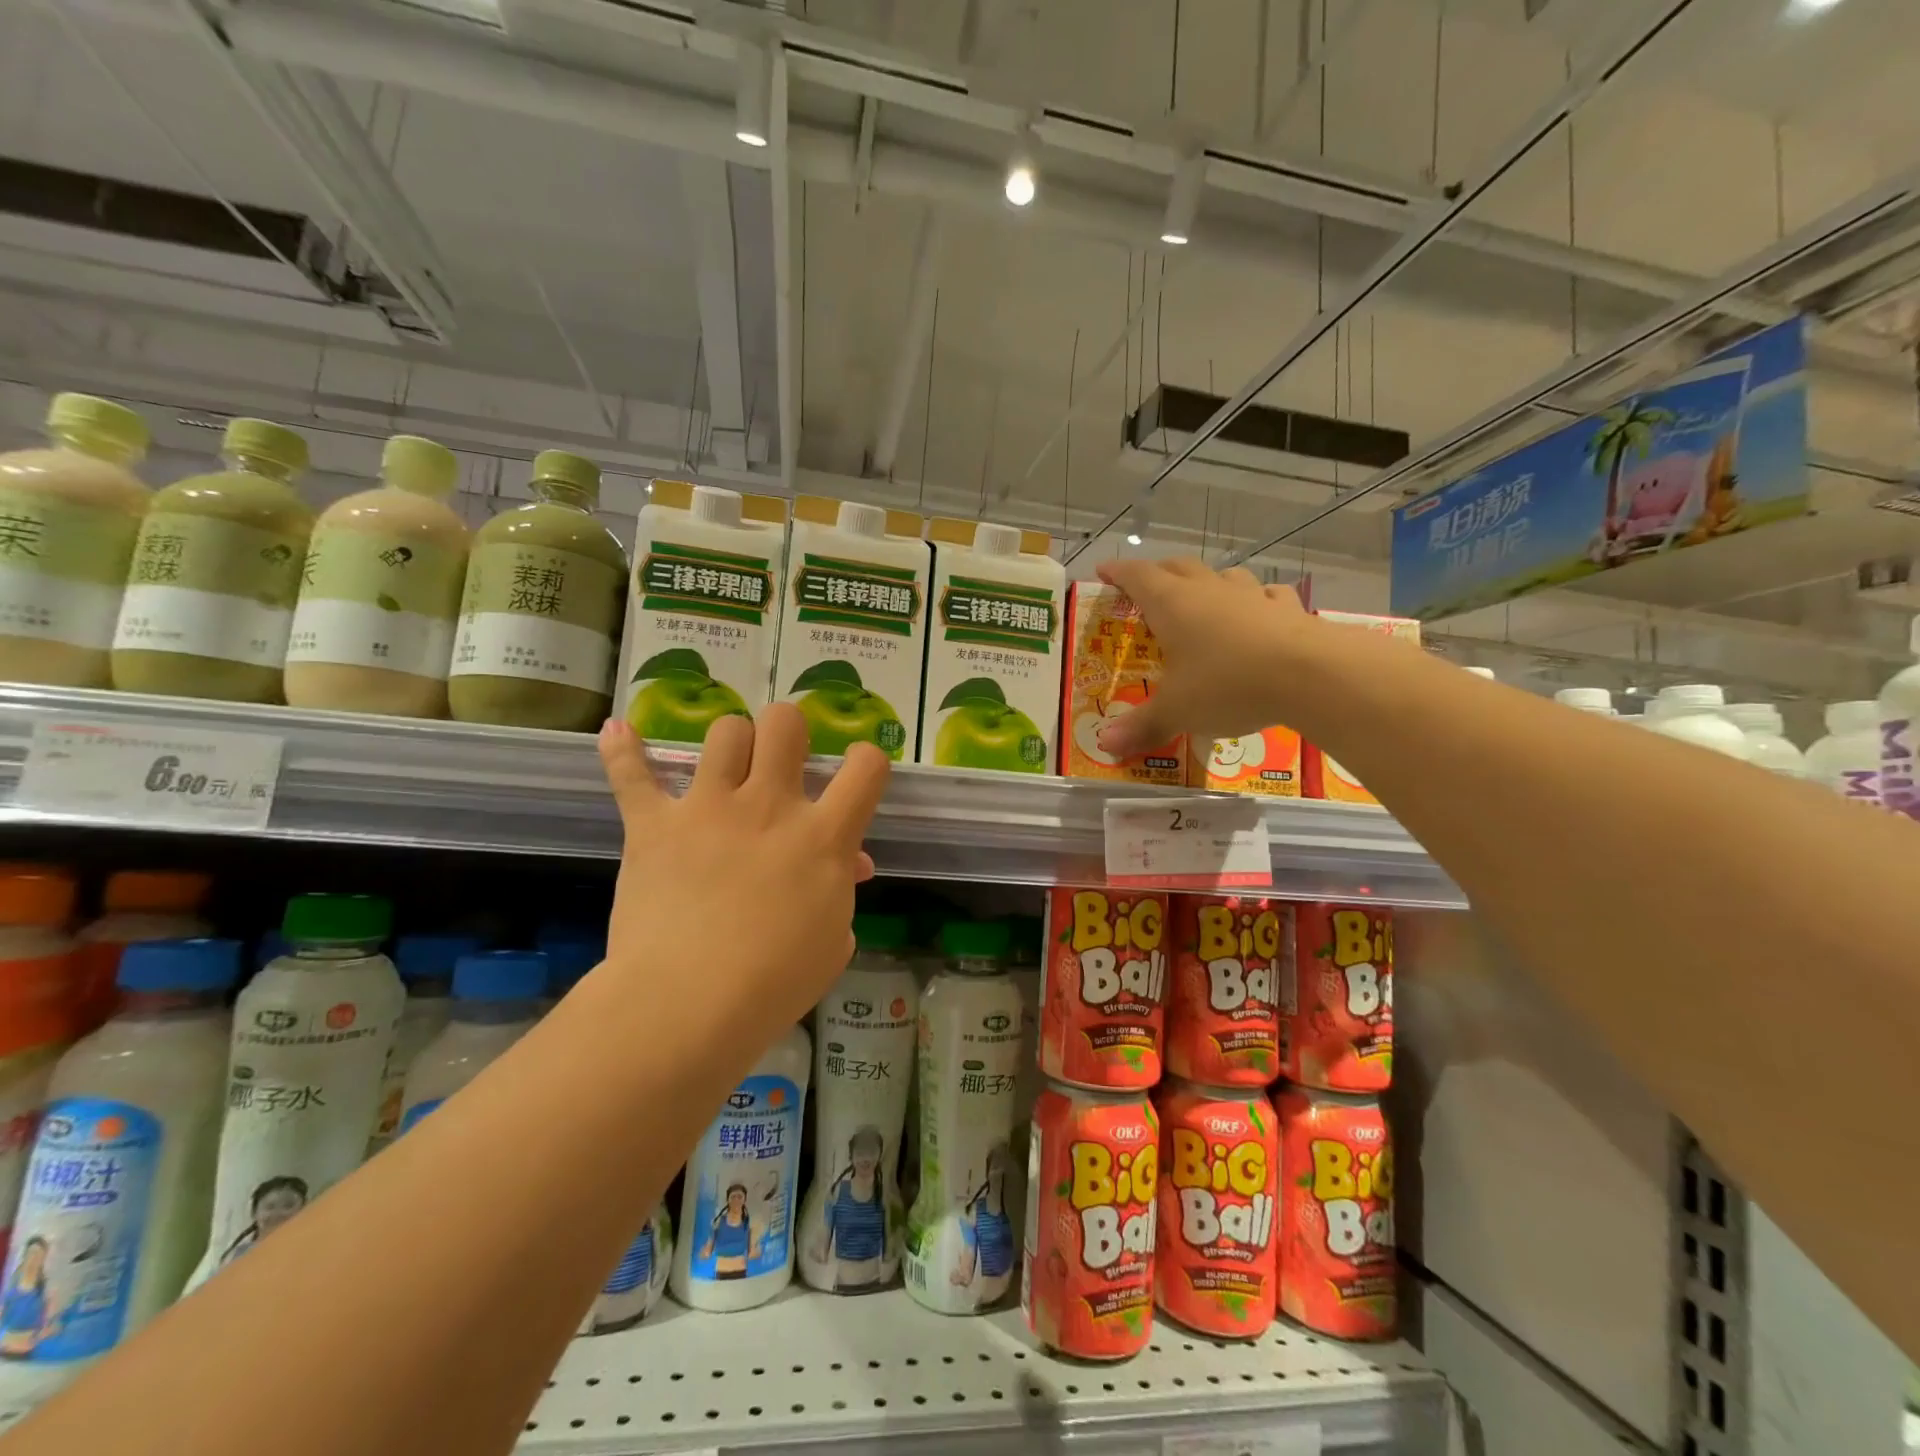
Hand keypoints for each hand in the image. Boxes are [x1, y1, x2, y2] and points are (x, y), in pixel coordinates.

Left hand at [596, 705, 888, 1039]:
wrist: (688, 1005)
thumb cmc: (774, 984)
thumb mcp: (832, 943)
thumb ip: (842, 895)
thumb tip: (846, 867)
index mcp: (822, 837)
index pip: (866, 768)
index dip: (868, 760)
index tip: (858, 774)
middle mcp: (768, 806)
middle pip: (785, 724)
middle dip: (789, 730)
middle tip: (783, 761)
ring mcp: (708, 809)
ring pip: (725, 732)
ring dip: (731, 741)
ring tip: (727, 765)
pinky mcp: (654, 825)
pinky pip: (632, 774)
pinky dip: (623, 751)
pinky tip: (617, 731)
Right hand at [1092, 557, 1315, 757]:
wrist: (1310, 675)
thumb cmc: (1226, 685)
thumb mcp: (1177, 711)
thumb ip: (1142, 726)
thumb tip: (1106, 745)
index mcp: (1172, 605)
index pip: (1137, 577)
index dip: (1117, 572)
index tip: (1103, 571)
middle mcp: (1208, 591)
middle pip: (1177, 568)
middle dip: (1158, 572)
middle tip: (1145, 585)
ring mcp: (1251, 596)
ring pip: (1224, 576)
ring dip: (1208, 582)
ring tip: (1202, 597)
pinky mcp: (1288, 609)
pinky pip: (1267, 596)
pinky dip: (1256, 600)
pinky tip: (1259, 612)